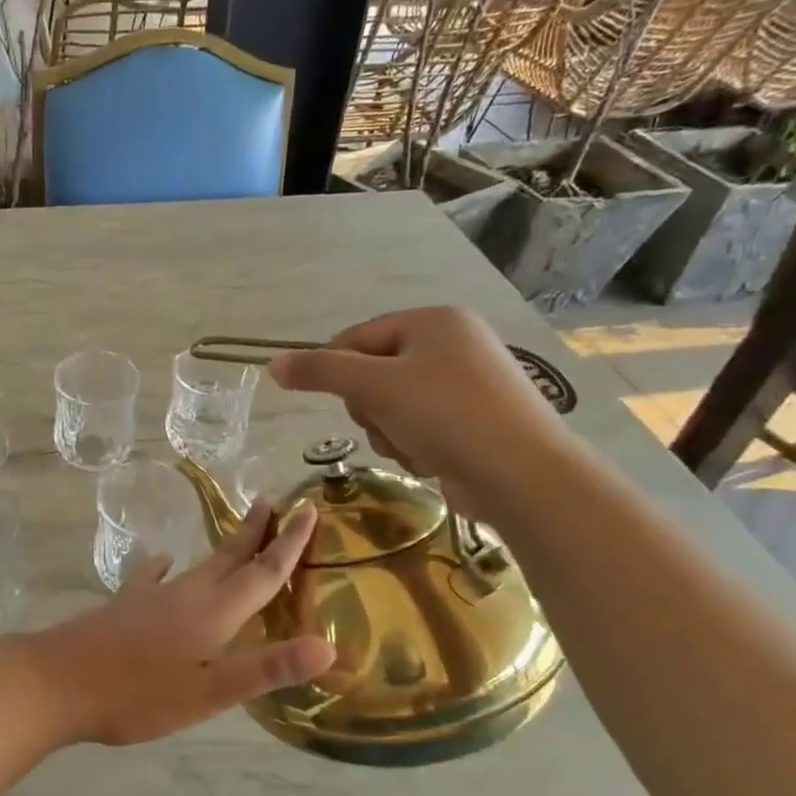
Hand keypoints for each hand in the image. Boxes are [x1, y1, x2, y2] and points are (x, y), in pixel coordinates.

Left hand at [19, 500, 333, 745]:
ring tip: (236, 534)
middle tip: (273, 501)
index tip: (309, 511)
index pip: (262, 572)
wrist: (58, 680)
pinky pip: (155, 576)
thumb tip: (328, 645)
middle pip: (230, 557)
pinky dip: (166, 566)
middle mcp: (186, 594)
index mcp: (214, 613)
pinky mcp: (126, 605)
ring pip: (198, 565)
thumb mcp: (209, 692)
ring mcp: (152, 596)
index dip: (289, 544)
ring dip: (223, 548)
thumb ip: (266, 668)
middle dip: (255, 532)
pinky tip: (164, 563)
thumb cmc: (139, 694)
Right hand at [268, 306, 575, 516]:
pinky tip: (431, 459)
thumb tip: (272, 364)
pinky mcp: (474, 422)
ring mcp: (467, 385)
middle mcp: (454, 344)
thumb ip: (320, 371)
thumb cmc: (446, 414)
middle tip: (385, 423)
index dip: (336, 369)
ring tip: (412, 446)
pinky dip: (414, 445)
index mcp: (434, 321)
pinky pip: (418, 427)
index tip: (335, 399)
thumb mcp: (374, 386)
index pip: (357, 336)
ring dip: (388, 432)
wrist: (522, 475)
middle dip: (369, 407)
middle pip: (373, 374)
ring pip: (391, 406)